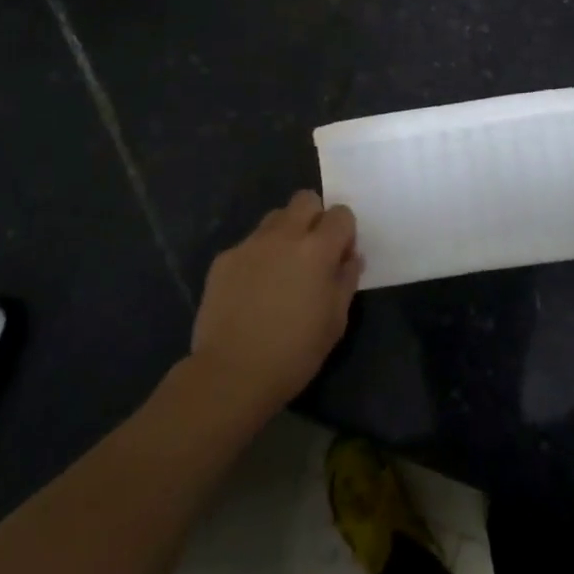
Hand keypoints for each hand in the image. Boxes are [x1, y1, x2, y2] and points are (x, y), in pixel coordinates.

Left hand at [190, 191, 362, 415]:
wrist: (231, 374)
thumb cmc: (294, 353)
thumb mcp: (335, 321)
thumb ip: (346, 280)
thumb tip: (350, 257)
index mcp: (317, 249)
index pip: (341, 214)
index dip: (344, 232)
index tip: (340, 257)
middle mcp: (284, 235)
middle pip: (305, 199)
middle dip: (315, 217)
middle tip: (313, 252)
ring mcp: (250, 244)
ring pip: (275, 217)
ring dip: (285, 233)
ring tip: (281, 269)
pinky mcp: (224, 259)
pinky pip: (249, 244)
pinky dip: (257, 257)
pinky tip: (253, 290)